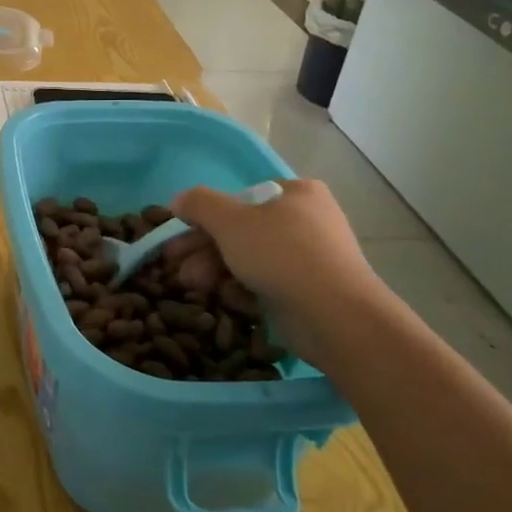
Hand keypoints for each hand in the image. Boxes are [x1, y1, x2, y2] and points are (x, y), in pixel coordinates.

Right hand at [163, 180, 385, 362]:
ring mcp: (311, 258)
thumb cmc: (282, 255)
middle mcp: (308, 220)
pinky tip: (226, 298)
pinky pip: (267, 283)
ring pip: (250, 258)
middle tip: (175, 265)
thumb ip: (199, 204)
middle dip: (204, 248)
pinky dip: (243, 288)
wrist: (337, 318)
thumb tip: (179, 201)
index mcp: (297, 193)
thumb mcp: (230, 220)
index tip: (180, 234)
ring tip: (192, 285)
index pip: (241, 198)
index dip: (206, 216)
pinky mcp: (310, 291)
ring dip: (215, 269)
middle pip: (242, 230)